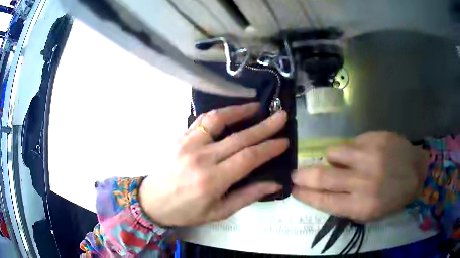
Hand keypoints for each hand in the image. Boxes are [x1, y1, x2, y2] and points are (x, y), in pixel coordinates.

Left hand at [140, 103, 288, 226]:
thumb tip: (274, 184)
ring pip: (218, 120)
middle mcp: (201, 158)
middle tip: (281, 116)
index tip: (284, 141)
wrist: (153, 201)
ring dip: (240, 111)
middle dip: (265, 126)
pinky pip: (202, 120)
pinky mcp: (180, 137)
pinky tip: (231, 111)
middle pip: (239, 137)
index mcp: (212, 181)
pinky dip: (220, 113)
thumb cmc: (187, 211)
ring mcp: (188, 143)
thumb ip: (248, 196)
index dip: (269, 148)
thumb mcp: (219, 212)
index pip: (248, 158)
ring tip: (257, 107)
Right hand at [292, 132, 428, 221]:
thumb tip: (322, 193)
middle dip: (304, 176)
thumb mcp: (369, 213)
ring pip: (333, 153)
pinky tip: (362, 154)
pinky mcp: (375, 138)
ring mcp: (370, 156)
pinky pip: (351, 142)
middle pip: (323, 177)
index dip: (305, 195)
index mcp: (362, 205)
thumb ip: (345, 205)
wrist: (416, 171)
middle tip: (295, 174)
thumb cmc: (393, 198)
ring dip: (332, 159)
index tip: (293, 189)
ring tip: (342, 162)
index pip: (324, 201)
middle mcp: (364, 181)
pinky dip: (350, 150)